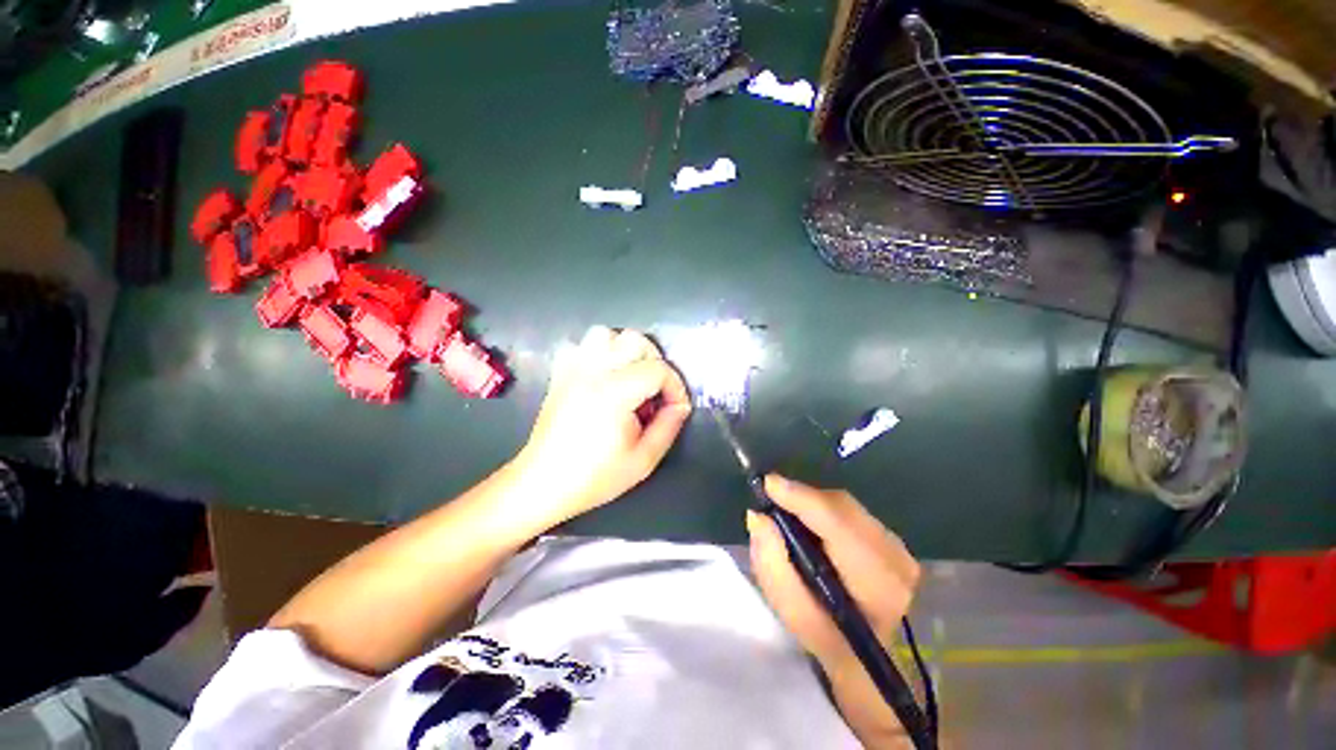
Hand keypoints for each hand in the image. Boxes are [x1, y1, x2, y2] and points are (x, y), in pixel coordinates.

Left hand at [514, 326, 691, 524]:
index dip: (676, 387)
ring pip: (605, 334)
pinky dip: (595, 354)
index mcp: (615, 392)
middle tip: (655, 393)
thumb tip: (679, 406)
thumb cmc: (595, 477)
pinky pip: (579, 346)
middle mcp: (593, 371)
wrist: (545, 482)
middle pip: (635, 340)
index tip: (676, 410)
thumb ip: (667, 427)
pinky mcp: (559, 374)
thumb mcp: (643, 461)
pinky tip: (601, 378)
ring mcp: (572, 369)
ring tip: (629, 379)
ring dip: (623, 351)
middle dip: (654, 362)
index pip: (658, 369)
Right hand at [747, 475, 919, 668]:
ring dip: (821, 508)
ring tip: (792, 513)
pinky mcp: (903, 548)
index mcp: (874, 584)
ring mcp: (905, 552)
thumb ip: (773, 566)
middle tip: (774, 498)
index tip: (769, 484)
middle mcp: (897, 560)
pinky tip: (818, 528)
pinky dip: (835, 517)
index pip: (838, 525)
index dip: (803, 500)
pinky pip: (862, 519)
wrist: (867, 659)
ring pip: (855, 511)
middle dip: (808, 499)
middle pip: (847, 509)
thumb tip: (760, 518)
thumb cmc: (825, 642)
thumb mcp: (791, 614)